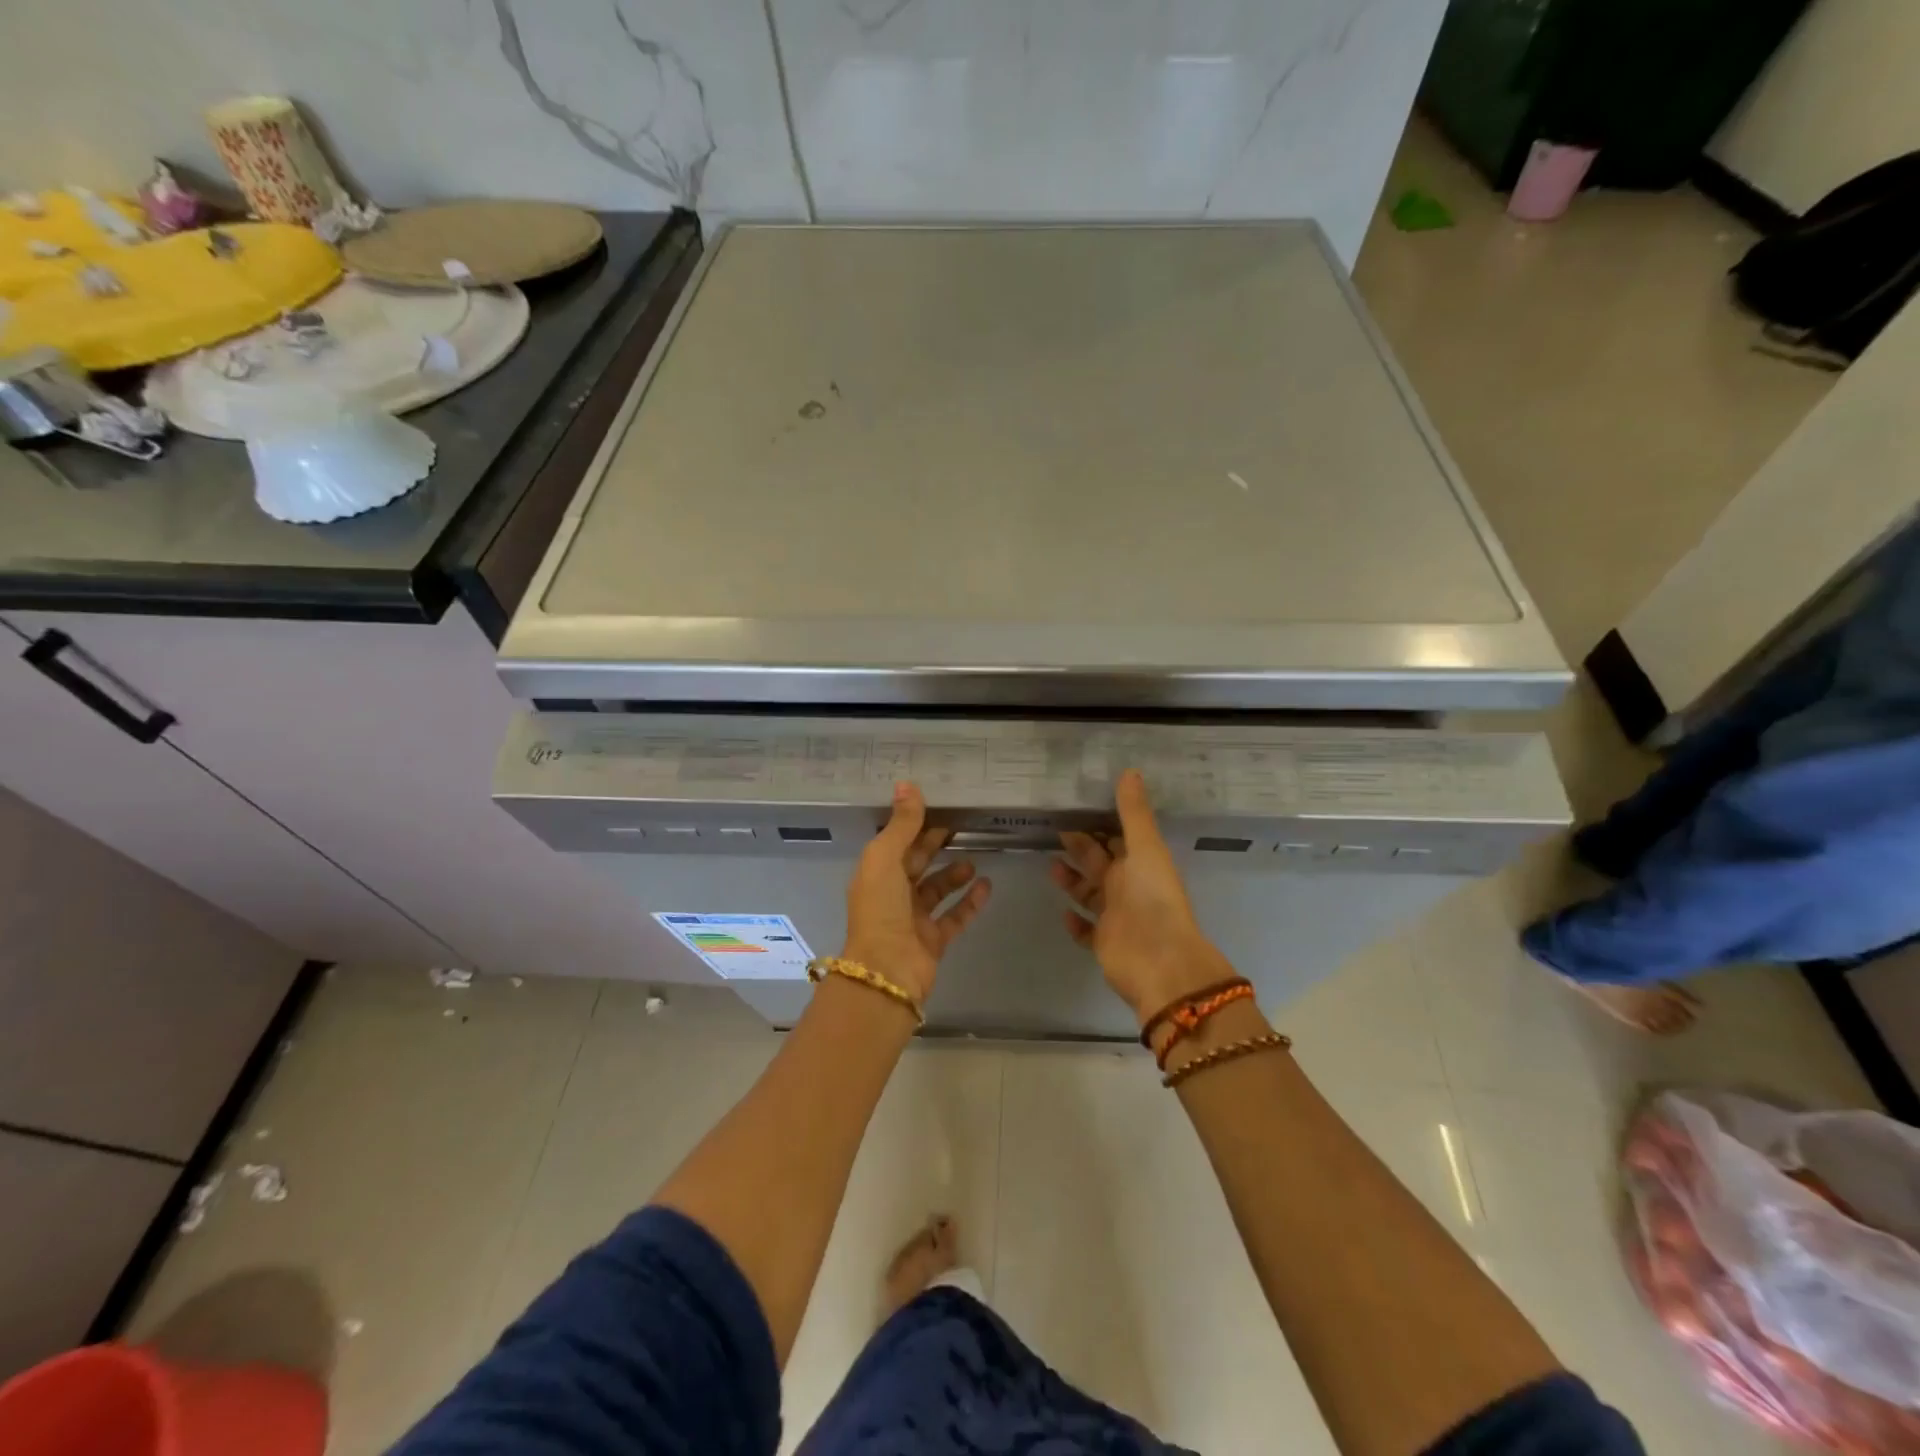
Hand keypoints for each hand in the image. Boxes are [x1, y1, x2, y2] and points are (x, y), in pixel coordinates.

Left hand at [843, 782, 991, 1002]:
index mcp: (875, 874)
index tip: (939, 807)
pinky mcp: (934, 940)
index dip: (914, 826)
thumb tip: (908, 784)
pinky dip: (970, 901)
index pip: (896, 843)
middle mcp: (892, 895)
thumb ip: (901, 824)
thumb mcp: (885, 858)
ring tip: (973, 860)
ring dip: (954, 874)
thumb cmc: (880, 908)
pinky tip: (987, 885)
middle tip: (962, 826)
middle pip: (916, 864)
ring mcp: (913, 919)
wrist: (887, 970)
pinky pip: (955, 916)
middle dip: (935, 846)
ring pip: (936, 890)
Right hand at [1052, 769, 1238, 1026]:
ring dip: (1072, 880)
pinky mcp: (1103, 942)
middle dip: (1080, 847)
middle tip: (1053, 830)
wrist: (1159, 961)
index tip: (1075, 807)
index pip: (1118, 838)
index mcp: (1140, 863)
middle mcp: (1128, 887)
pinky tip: (1063, 913)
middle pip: (1100, 862)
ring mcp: (1115, 915)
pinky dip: (1075, 922)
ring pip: (1090, 893)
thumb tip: (1130, 770)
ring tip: (1050, 866)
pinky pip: (1086, 930)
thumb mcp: (1145, 848)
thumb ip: (1134, 812)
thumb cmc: (1152, 898)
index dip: (1100, 823)